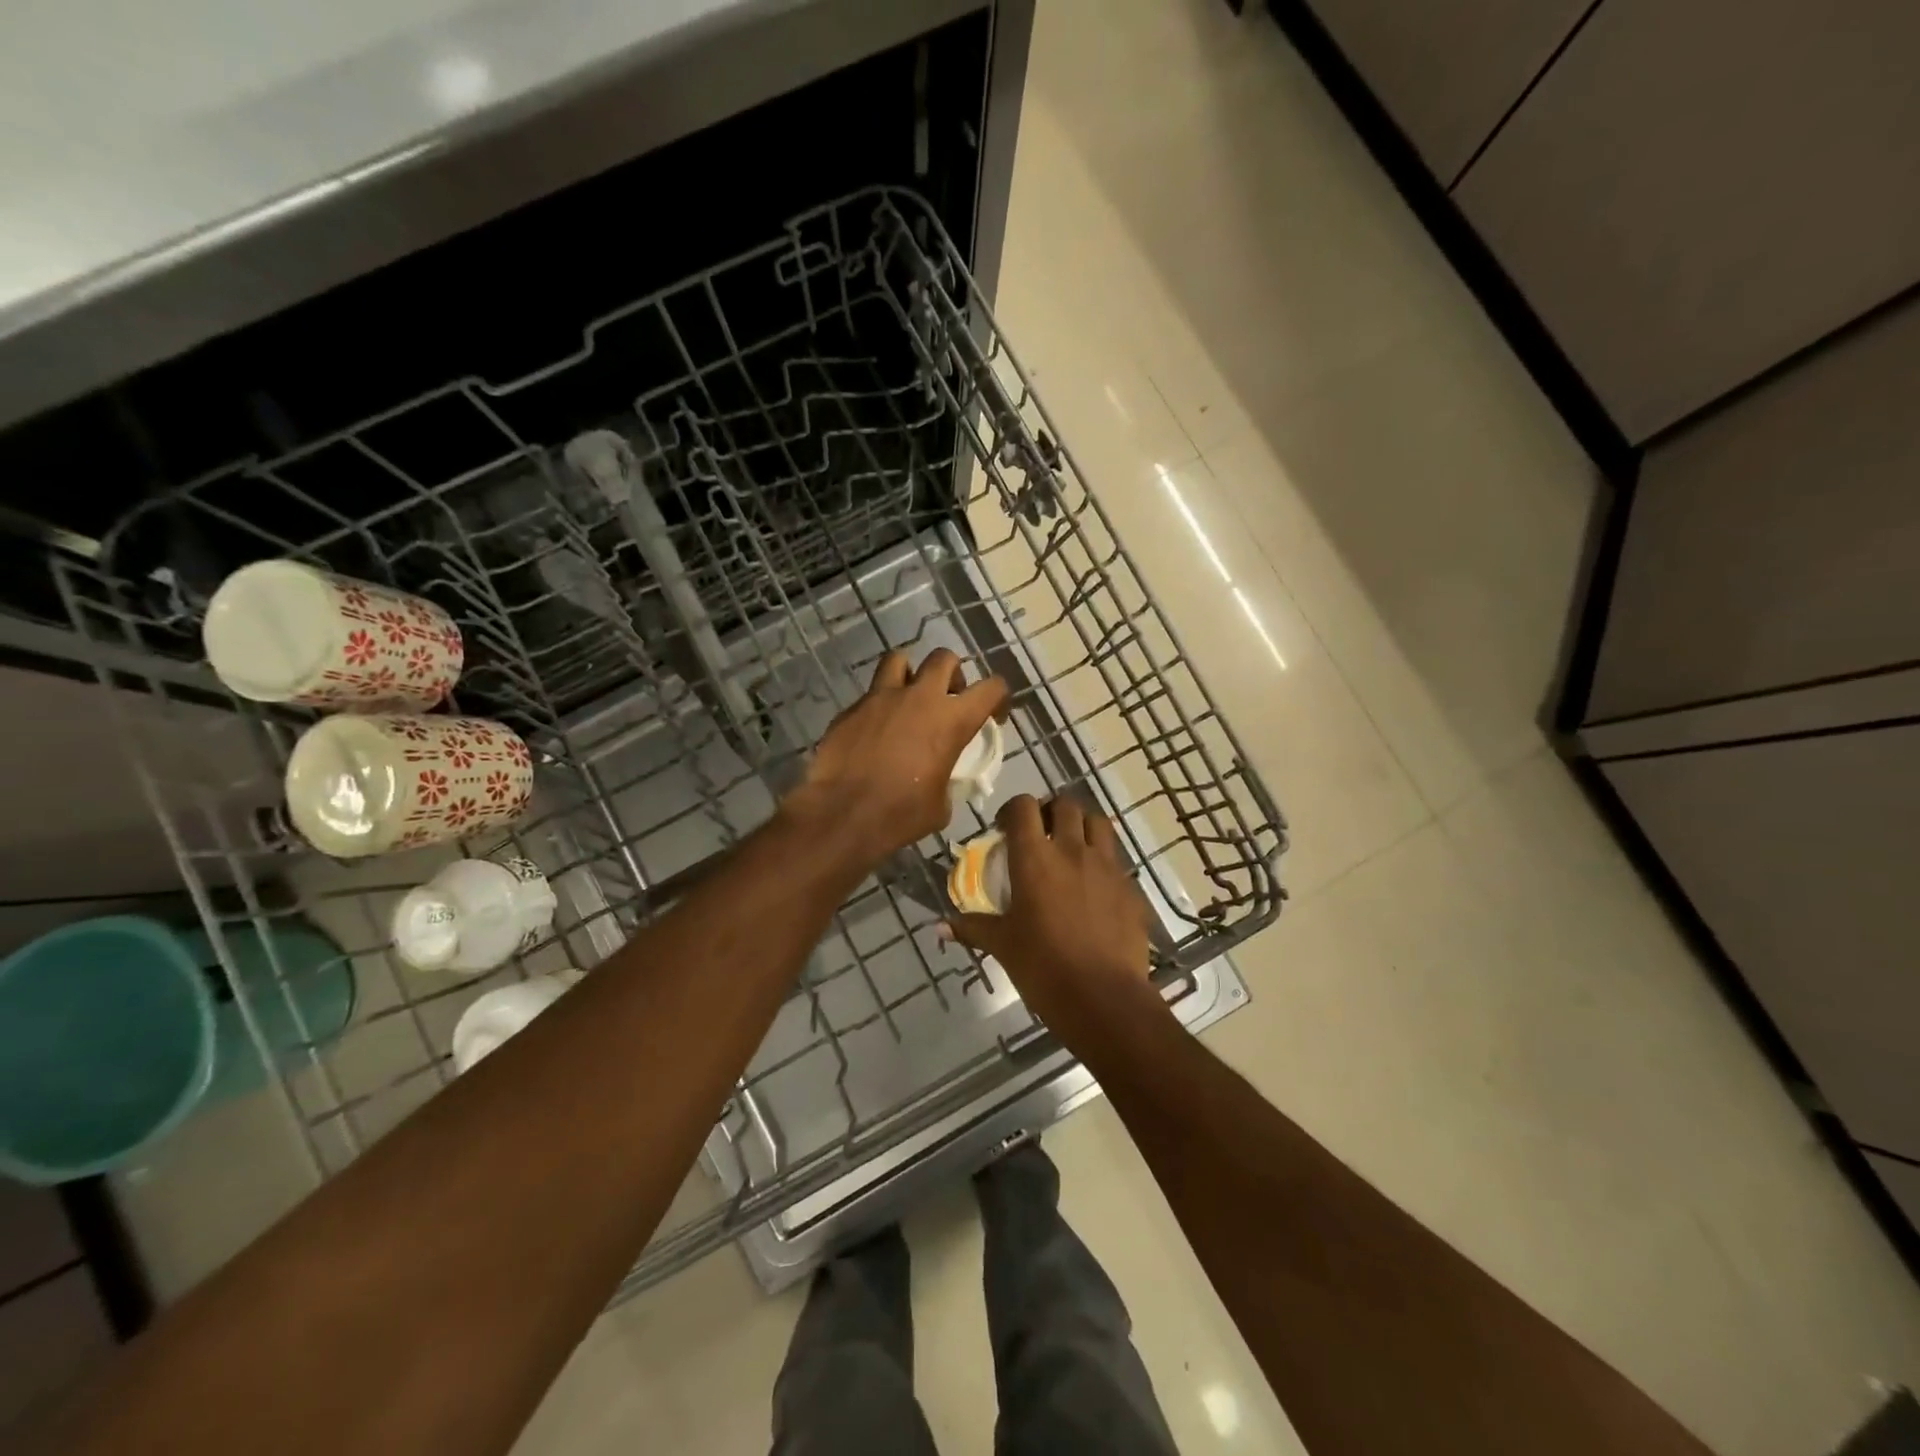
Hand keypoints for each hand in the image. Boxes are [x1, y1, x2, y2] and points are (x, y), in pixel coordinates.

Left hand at [786, 648, 1007, 861]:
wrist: (842, 814)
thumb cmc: (901, 814)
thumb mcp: (941, 804)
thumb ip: (946, 778)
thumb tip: (938, 780)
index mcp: (952, 720)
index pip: (991, 687)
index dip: (999, 698)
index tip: (993, 717)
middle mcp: (919, 697)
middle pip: (944, 658)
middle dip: (952, 674)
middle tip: (949, 698)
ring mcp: (881, 698)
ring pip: (899, 660)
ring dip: (910, 674)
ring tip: (908, 700)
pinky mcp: (851, 709)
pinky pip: (870, 695)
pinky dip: (878, 707)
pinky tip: (874, 732)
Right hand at [945, 794, 1159, 1049]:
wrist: (1104, 999)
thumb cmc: (1043, 968)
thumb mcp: (1002, 946)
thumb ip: (972, 928)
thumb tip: (940, 926)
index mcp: (1035, 858)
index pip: (1023, 807)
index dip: (1012, 810)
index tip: (1005, 828)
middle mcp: (1072, 850)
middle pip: (1065, 804)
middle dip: (1050, 812)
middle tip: (1041, 834)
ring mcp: (1107, 866)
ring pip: (1098, 822)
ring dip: (1082, 826)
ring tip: (1071, 848)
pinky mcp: (1131, 887)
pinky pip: (1116, 860)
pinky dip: (1103, 862)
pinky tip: (1094, 888)